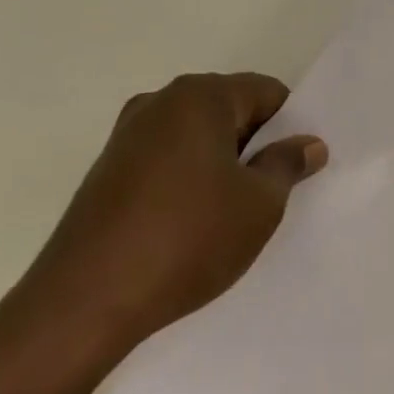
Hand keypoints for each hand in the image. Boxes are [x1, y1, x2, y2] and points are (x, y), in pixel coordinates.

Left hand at [18, 73, 327, 368]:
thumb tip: (308, 143)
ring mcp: (127, 136)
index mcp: (200, 97)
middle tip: (273, 191)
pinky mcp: (107, 170)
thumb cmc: (188, 239)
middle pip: (229, 109)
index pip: (266, 92)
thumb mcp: (259, 204)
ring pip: (196, 137)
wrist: (86, 301)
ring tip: (232, 212)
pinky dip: (188, 179)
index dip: (290, 126)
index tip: (298, 165)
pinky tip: (192, 223)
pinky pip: (166, 160)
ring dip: (221, 163)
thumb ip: (287, 165)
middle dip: (255, 144)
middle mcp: (160, 102)